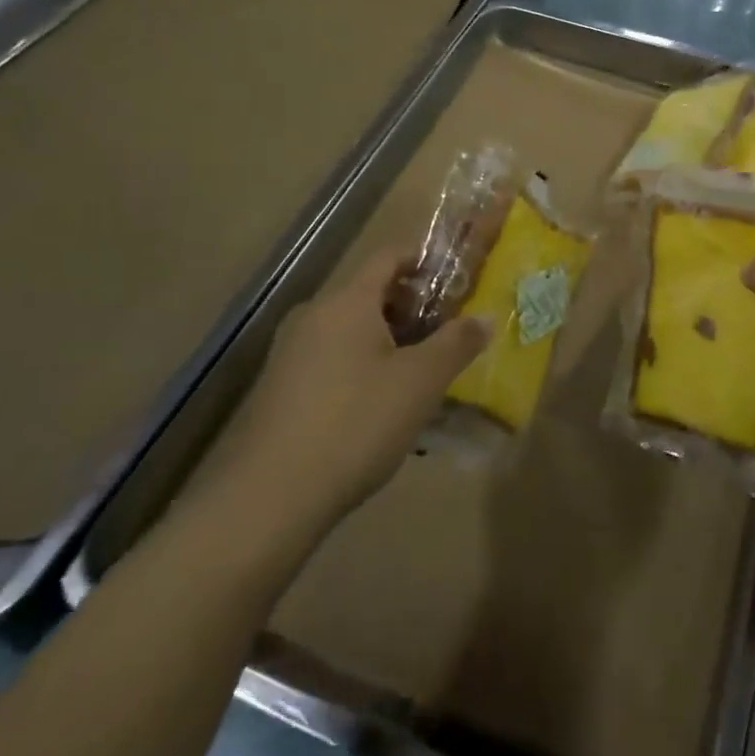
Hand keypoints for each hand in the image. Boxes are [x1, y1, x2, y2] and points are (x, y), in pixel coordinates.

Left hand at [211, 250, 487, 537]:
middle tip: (449, 332)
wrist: (268, 499)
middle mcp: (314, 316)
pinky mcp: (280, 390)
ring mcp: (291, 354)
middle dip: (413, 307)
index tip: (458, 277)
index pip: (389, 255)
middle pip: (371, 293)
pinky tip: (383, 406)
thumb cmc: (356, 423)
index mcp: (347, 301)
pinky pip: (333, 360)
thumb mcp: (421, 382)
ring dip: (390, 341)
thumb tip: (485, 316)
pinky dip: (364, 366)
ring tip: (424, 372)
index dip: (425, 259)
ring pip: (352, 330)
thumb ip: (457, 343)